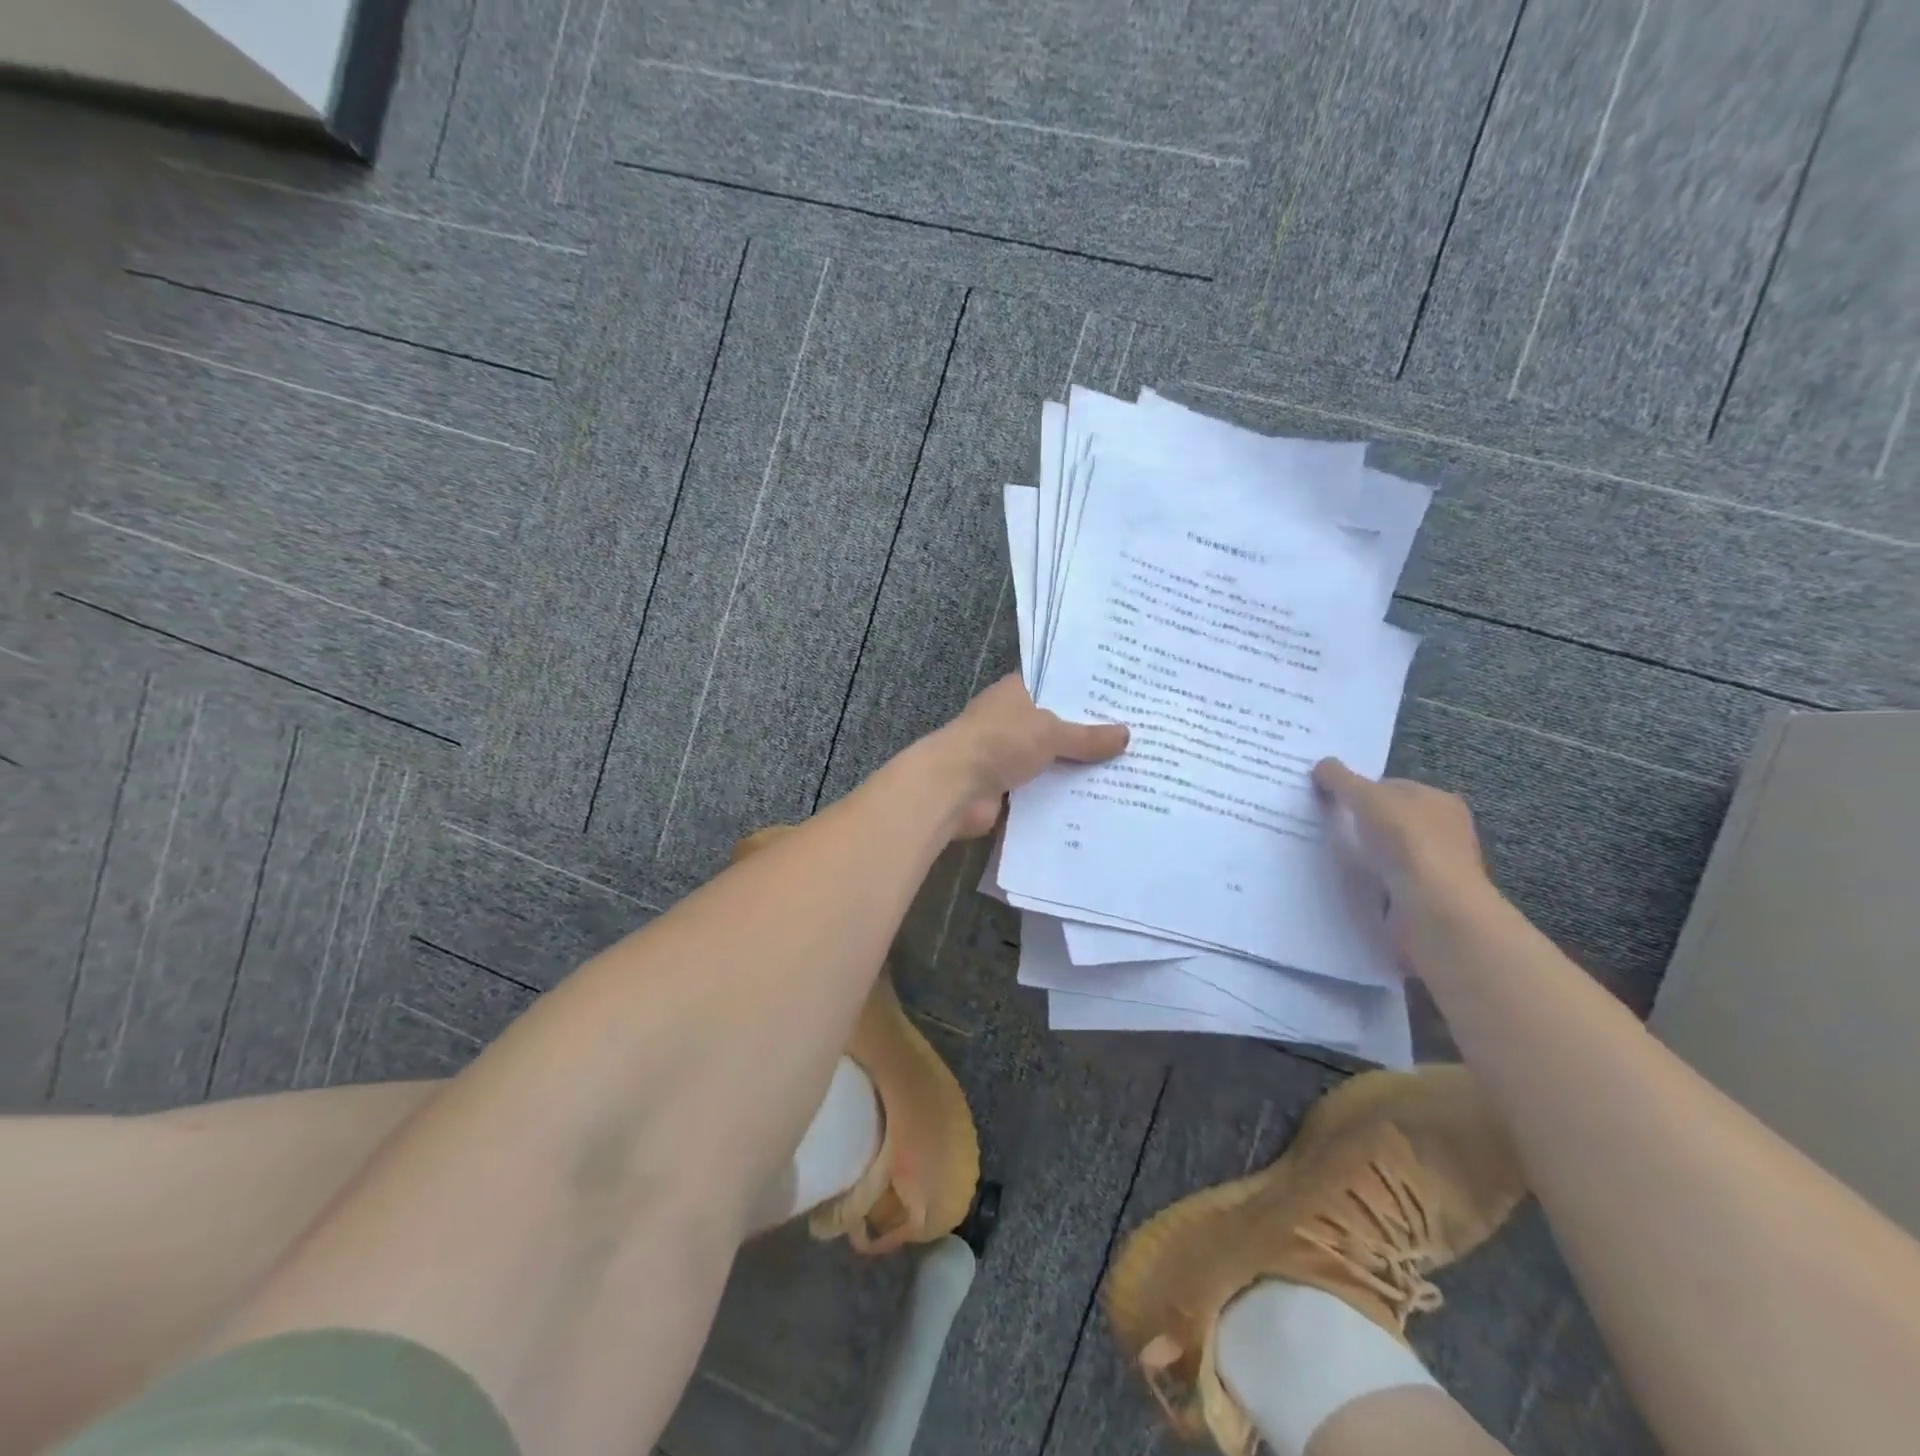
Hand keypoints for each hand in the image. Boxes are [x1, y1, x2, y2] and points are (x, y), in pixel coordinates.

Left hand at [930, 675, 1128, 837]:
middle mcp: (1012, 720)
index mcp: (1016, 693)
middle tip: (1137, 738)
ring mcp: (1007, 755)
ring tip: (1127, 772)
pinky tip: (1099, 801)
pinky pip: (1043, 790)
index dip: (1086, 690)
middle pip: (1057, 725)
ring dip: (1078, 769)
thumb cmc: (1000, 742)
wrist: (954, 788)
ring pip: (1051, 760)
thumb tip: (1126, 735)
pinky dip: (1063, 796)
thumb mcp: (1050, 732)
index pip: (1055, 685)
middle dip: (1089, 734)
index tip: (1122, 697)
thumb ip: (1087, 736)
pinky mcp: (1006, 789)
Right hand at [1311, 758, 1497, 951]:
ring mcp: (1432, 869)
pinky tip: (1341, 883)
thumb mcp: (1366, 797)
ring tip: (1319, 856)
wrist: (1433, 909)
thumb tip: (1321, 765)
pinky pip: (1382, 884)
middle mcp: (1442, 832)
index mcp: (1439, 801)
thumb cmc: (1407, 841)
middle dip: (1356, 823)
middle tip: (1318, 825)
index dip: (1359, 789)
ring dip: (1358, 857)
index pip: (1392, 787)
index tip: (1327, 798)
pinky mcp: (1421, 900)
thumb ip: (1342, 779)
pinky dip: (1363, 884)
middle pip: (1387, 821)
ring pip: (1383, 854)